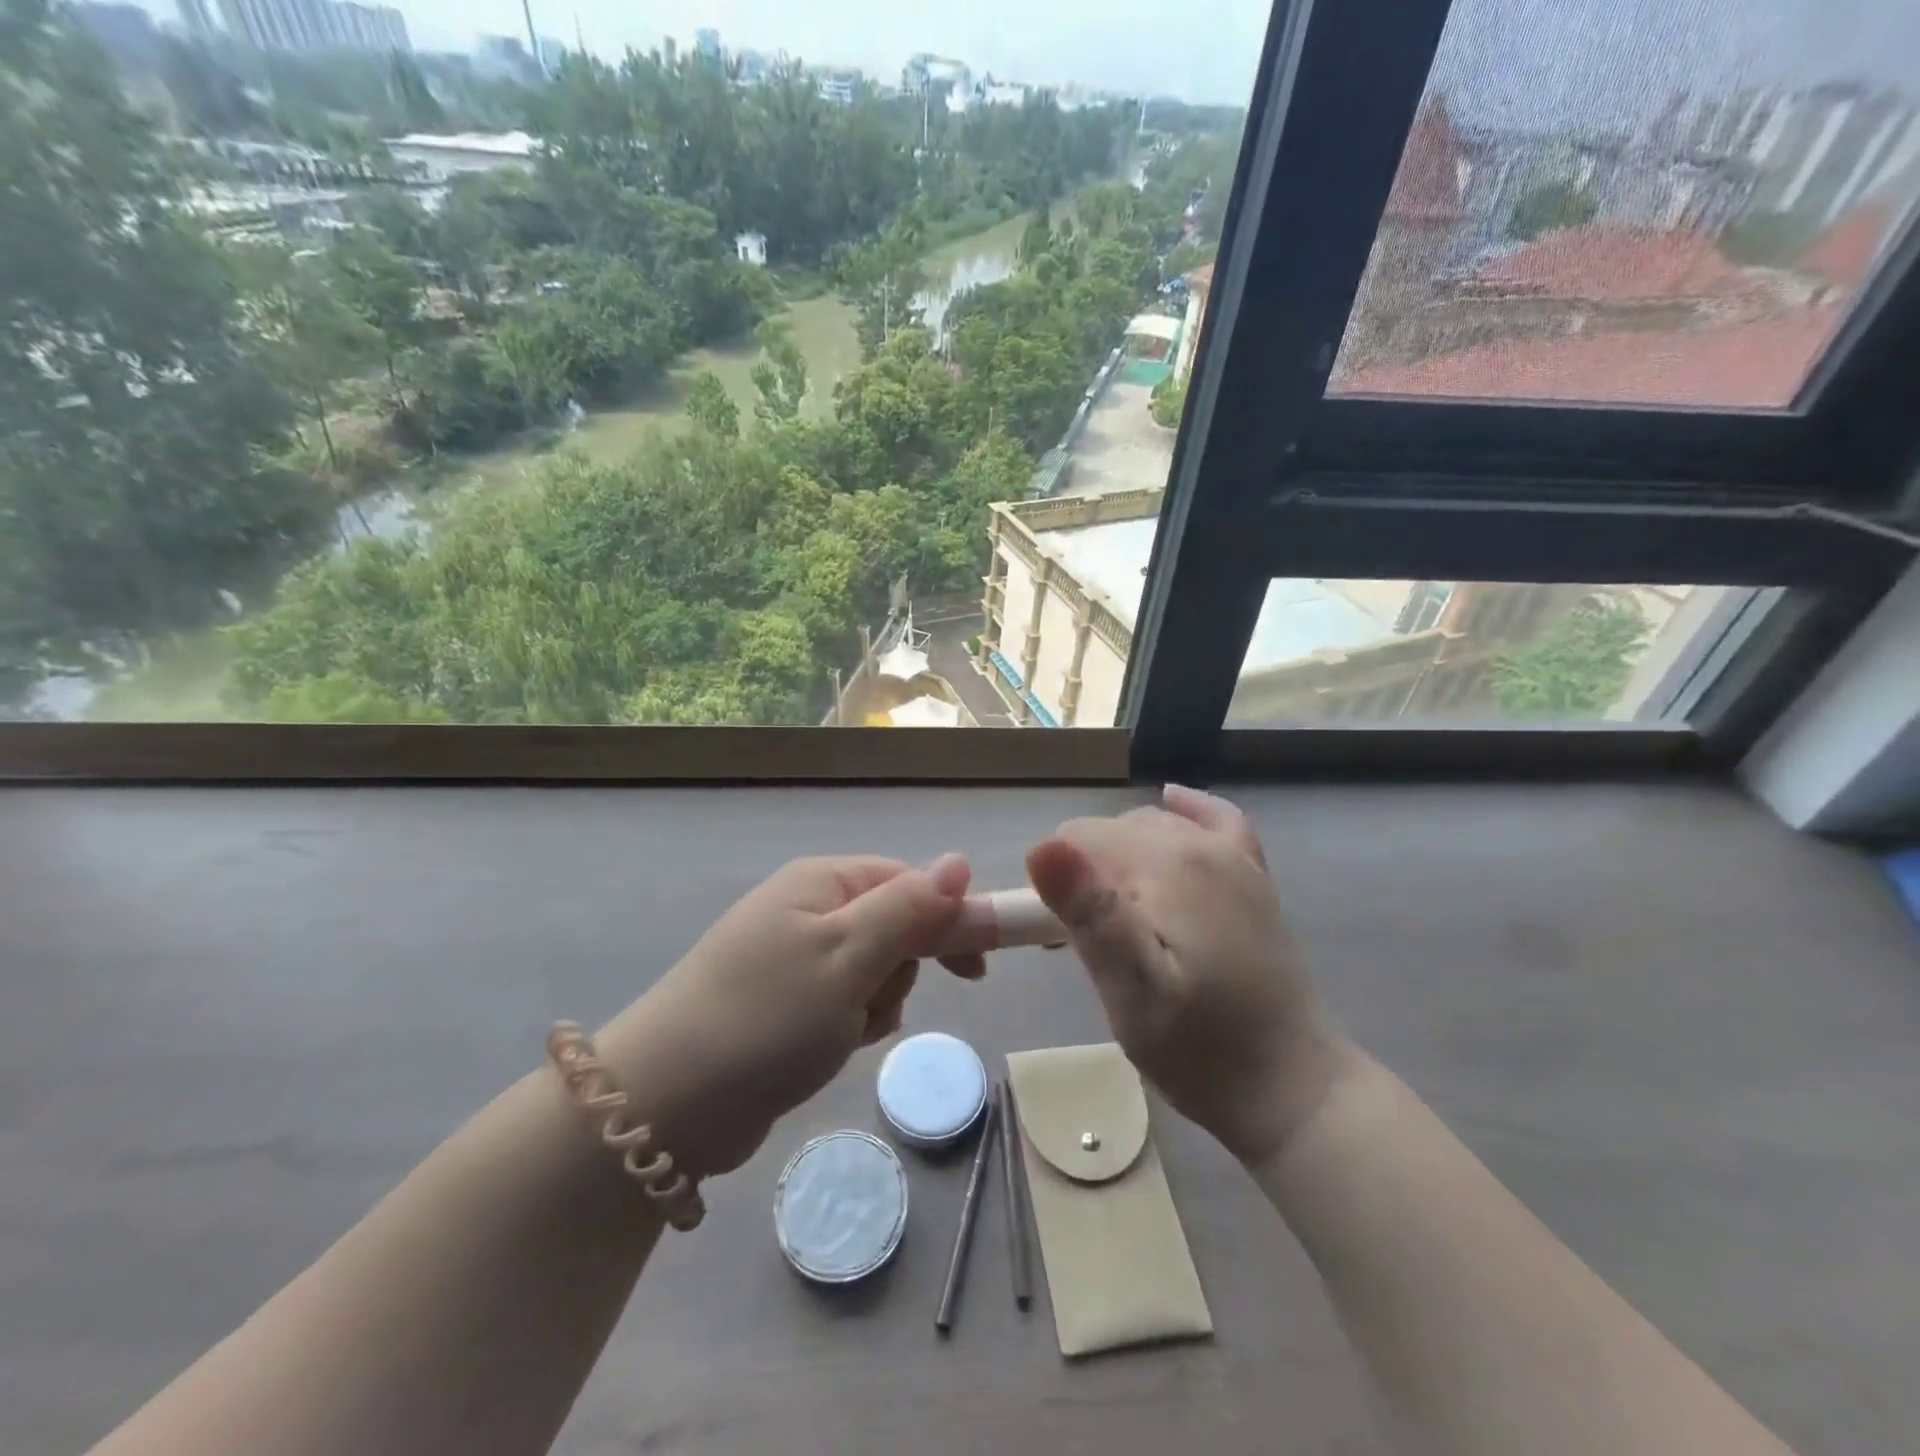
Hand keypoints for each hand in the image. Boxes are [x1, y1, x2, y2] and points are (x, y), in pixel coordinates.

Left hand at [595, 854, 979, 1177]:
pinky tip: (826, 1049)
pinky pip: (847, 1004)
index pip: (912, 882)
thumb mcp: (849, 955)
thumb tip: (961, 860)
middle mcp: (809, 909)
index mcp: (823, 882)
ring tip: (840, 1031)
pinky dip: (850, 1027)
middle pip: (895, 927)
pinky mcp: (787, 1005)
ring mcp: (795, 959)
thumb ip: (912, 908)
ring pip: (876, 973)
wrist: (665, 1106)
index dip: (949, 920)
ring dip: (874, 1005)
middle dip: (899, 971)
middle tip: (874, 1003)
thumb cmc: (768, 1017)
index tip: (976, 969)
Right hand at [1026, 785, 1346, 1165]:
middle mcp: (1200, 845)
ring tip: (1113, 919)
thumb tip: (1042, 848)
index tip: (1059, 938)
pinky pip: (1217, 819)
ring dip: (1119, 859)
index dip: (1057, 886)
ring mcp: (1233, 857)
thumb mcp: (1131, 993)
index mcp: (1166, 868)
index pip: (1077, 840)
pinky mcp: (1253, 875)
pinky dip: (1188, 809)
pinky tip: (1172, 803)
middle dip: (1085, 875)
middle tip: (1082, 943)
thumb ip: (1091, 915)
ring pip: (1150, 826)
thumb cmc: (1199, 1048)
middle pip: (1111, 833)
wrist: (1289, 1086)